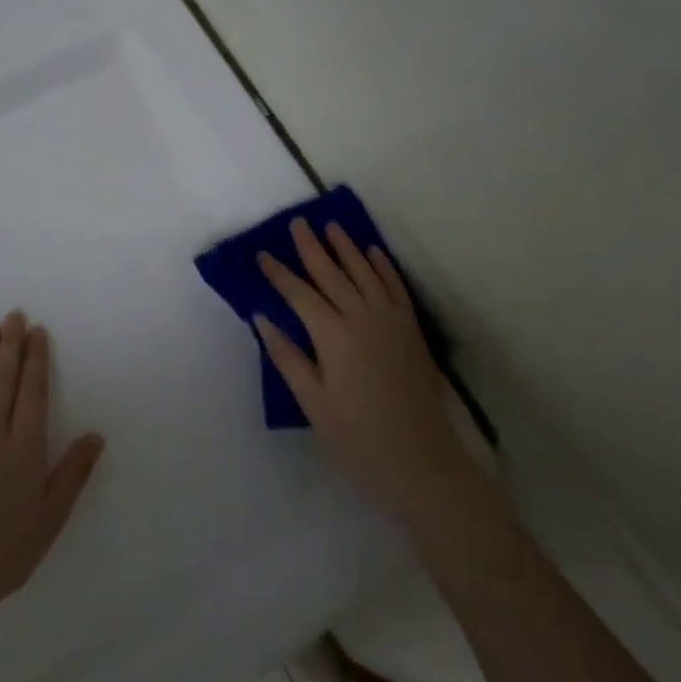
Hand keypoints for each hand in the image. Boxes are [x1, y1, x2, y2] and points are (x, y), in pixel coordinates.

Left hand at [0, 311, 105, 623]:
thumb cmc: (7, 552)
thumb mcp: (52, 517)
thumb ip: (73, 473)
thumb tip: (96, 435)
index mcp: (24, 451)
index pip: (33, 394)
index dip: (36, 361)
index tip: (37, 332)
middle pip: (3, 384)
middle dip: (11, 347)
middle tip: (14, 316)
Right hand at [257, 218, 479, 530]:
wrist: (419, 459)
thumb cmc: (356, 436)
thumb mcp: (312, 401)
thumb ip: (286, 355)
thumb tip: (261, 318)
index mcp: (332, 335)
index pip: (299, 294)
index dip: (279, 273)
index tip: (262, 253)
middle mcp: (361, 316)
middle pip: (332, 273)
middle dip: (311, 247)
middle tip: (297, 222)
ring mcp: (390, 319)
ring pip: (364, 272)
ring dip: (346, 247)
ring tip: (330, 225)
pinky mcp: (411, 328)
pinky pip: (395, 286)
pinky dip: (382, 265)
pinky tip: (372, 252)